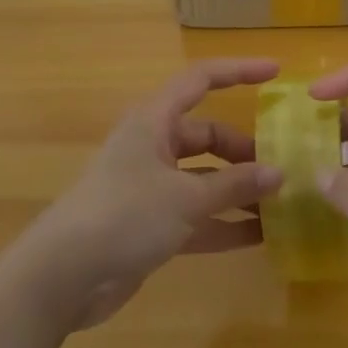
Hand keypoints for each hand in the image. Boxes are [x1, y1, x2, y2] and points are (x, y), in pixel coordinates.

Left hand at [0, 58, 283, 331]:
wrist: (63, 276)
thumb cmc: (125, 215)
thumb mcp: (186, 198)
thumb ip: (235, 185)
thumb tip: (279, 173)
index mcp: (154, 121)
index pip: (200, 80)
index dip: (238, 72)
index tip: (276, 72)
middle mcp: (153, 147)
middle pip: (207, 136)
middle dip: (244, 151)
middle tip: (283, 168)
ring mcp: (150, 188)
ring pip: (204, 179)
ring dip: (238, 191)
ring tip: (282, 204)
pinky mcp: (150, 225)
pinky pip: (196, 215)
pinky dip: (223, 223)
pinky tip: (259, 238)